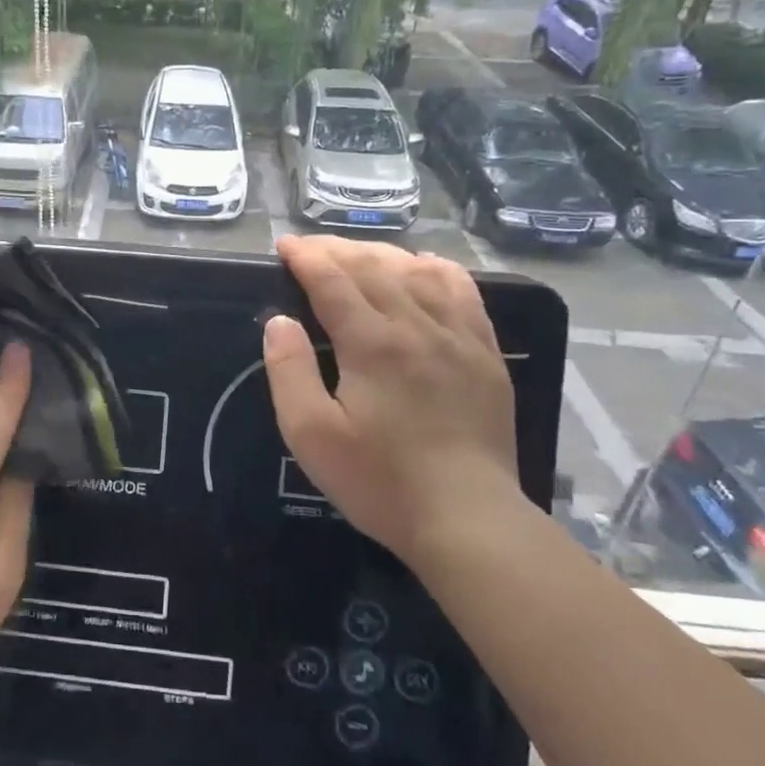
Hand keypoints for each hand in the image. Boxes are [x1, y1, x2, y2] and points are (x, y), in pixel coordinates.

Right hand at [262, 236, 519, 559]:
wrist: (468, 518)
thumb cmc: (379, 480)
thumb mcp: (311, 435)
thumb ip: (289, 371)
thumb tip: (279, 321)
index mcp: (372, 343)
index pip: (332, 279)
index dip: (305, 257)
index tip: (283, 247)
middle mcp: (417, 325)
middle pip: (373, 266)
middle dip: (335, 250)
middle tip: (308, 248)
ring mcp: (458, 336)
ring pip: (417, 271)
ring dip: (380, 254)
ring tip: (355, 255)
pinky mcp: (485, 353)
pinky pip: (463, 291)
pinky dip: (437, 269)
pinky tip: (423, 265)